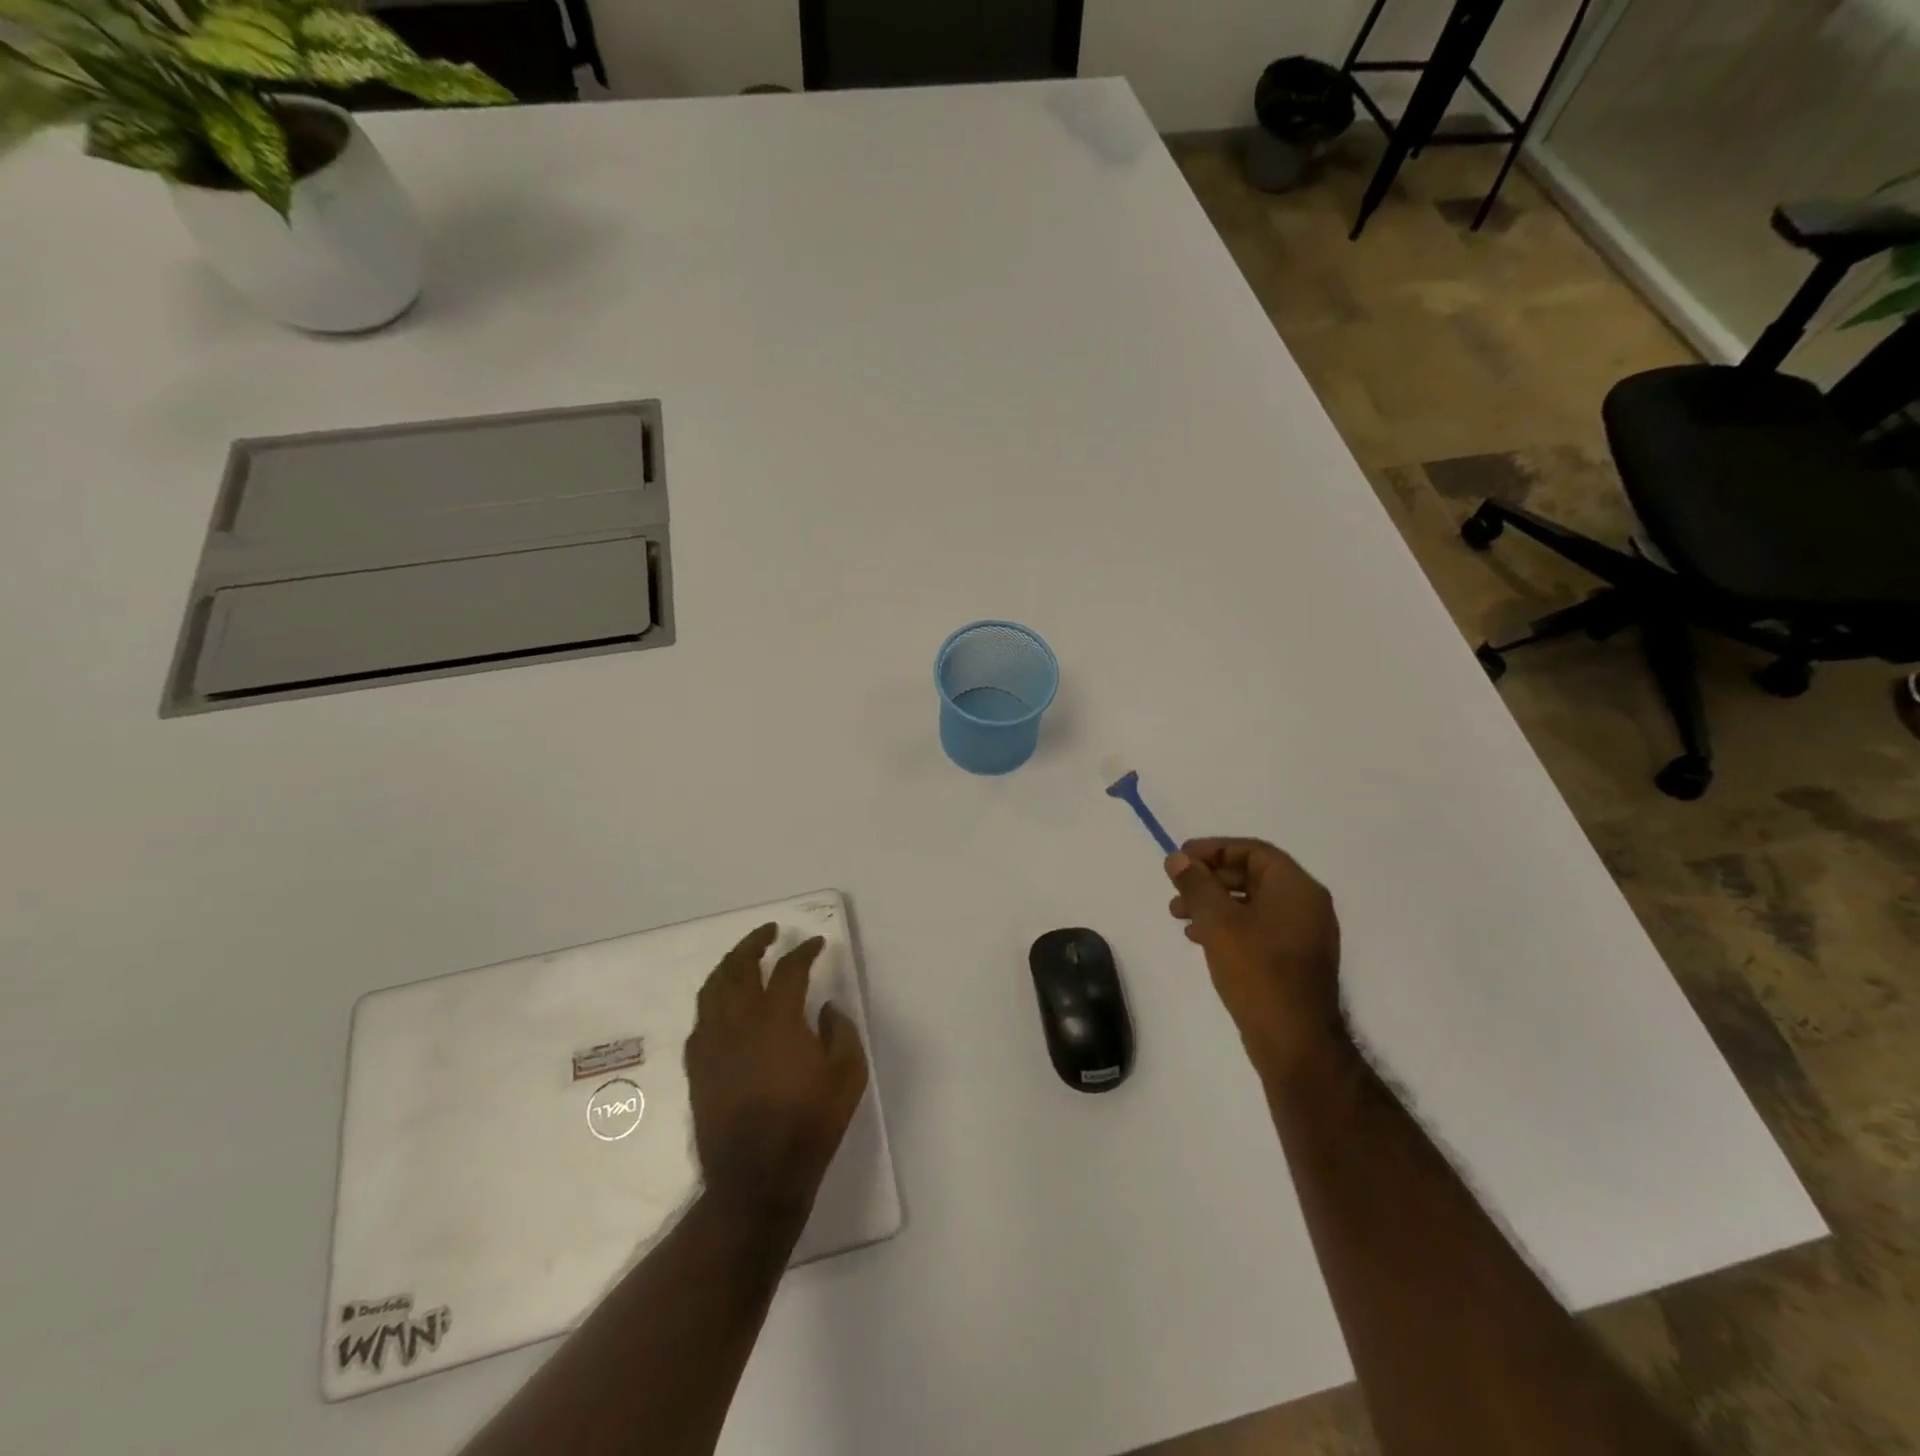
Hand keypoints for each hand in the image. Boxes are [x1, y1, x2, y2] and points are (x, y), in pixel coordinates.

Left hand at [685, 924, 869, 1221]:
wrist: (756, 1179)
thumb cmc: (809, 1126)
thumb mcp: (848, 1077)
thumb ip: (841, 1033)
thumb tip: (826, 1008)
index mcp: (777, 1020)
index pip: (789, 970)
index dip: (804, 951)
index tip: (816, 943)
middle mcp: (739, 1022)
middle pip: (738, 967)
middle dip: (754, 943)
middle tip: (769, 931)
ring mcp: (713, 1044)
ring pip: (713, 989)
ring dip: (728, 965)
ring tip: (743, 957)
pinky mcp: (698, 1067)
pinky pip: (700, 1019)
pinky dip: (713, 999)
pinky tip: (723, 1004)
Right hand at [1166, 838, 1343, 1081]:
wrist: (1294, 1041)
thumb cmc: (1257, 971)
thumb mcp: (1218, 921)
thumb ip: (1196, 884)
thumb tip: (1177, 859)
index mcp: (1296, 888)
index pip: (1253, 851)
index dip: (1213, 849)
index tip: (1180, 859)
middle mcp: (1305, 904)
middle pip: (1251, 875)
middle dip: (1209, 879)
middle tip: (1175, 888)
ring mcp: (1302, 934)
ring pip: (1250, 903)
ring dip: (1213, 903)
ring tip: (1178, 915)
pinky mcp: (1293, 959)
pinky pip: (1257, 927)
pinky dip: (1227, 924)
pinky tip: (1199, 937)